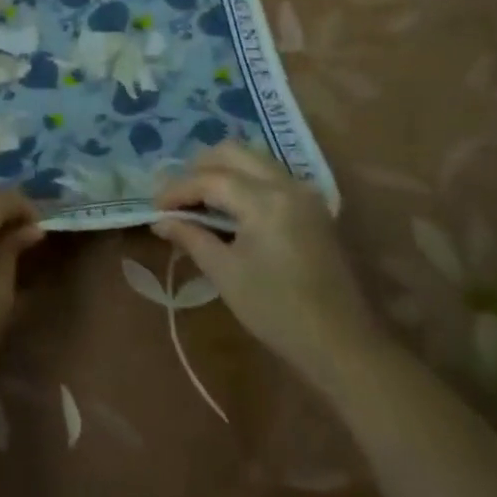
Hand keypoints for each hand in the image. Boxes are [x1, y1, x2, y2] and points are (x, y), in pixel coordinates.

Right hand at [155, 143, 380, 380]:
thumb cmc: (277, 312)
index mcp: (265, 200)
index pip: (210, 179)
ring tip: (198, 200)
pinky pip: (269, 175)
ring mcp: (303, 192)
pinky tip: (228, 207)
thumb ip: (192, 238)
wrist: (342, 344)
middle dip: (198, 168)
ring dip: (221, 170)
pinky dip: (243, 179)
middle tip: (176, 197)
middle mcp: (286, 184)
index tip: (154, 207)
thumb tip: (160, 221)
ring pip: (253, 159)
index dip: (177, 189)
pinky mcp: (311, 206)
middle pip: (233, 152)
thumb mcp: (226, 274)